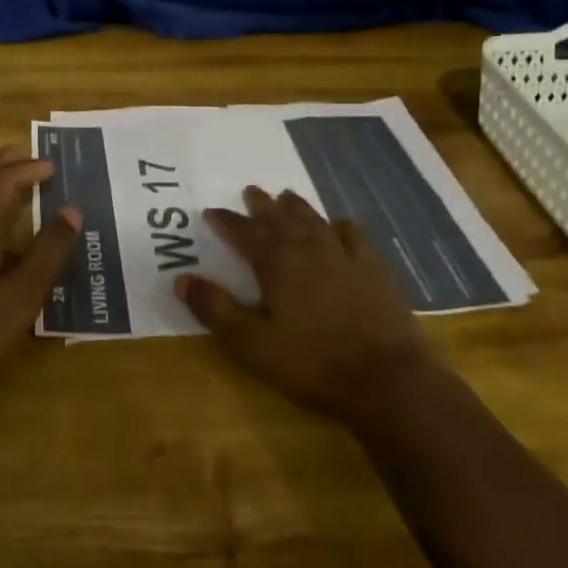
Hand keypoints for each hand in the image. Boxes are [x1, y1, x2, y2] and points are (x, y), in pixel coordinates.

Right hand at [174, 186, 439, 426]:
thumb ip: (215, 309)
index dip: (226, 222)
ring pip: (315, 222)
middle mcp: (308, 250)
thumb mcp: (252, 344)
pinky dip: (341, 225)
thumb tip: (181, 278)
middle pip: (280, 220)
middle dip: (262, 206)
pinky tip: (340, 222)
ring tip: (286, 195)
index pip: (244, 234)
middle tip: (250, 190)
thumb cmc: (312, 362)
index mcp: (276, 264)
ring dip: (297, 208)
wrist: (387, 377)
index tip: (211, 211)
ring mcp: (345, 256)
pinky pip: (353, 236)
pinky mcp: (374, 270)